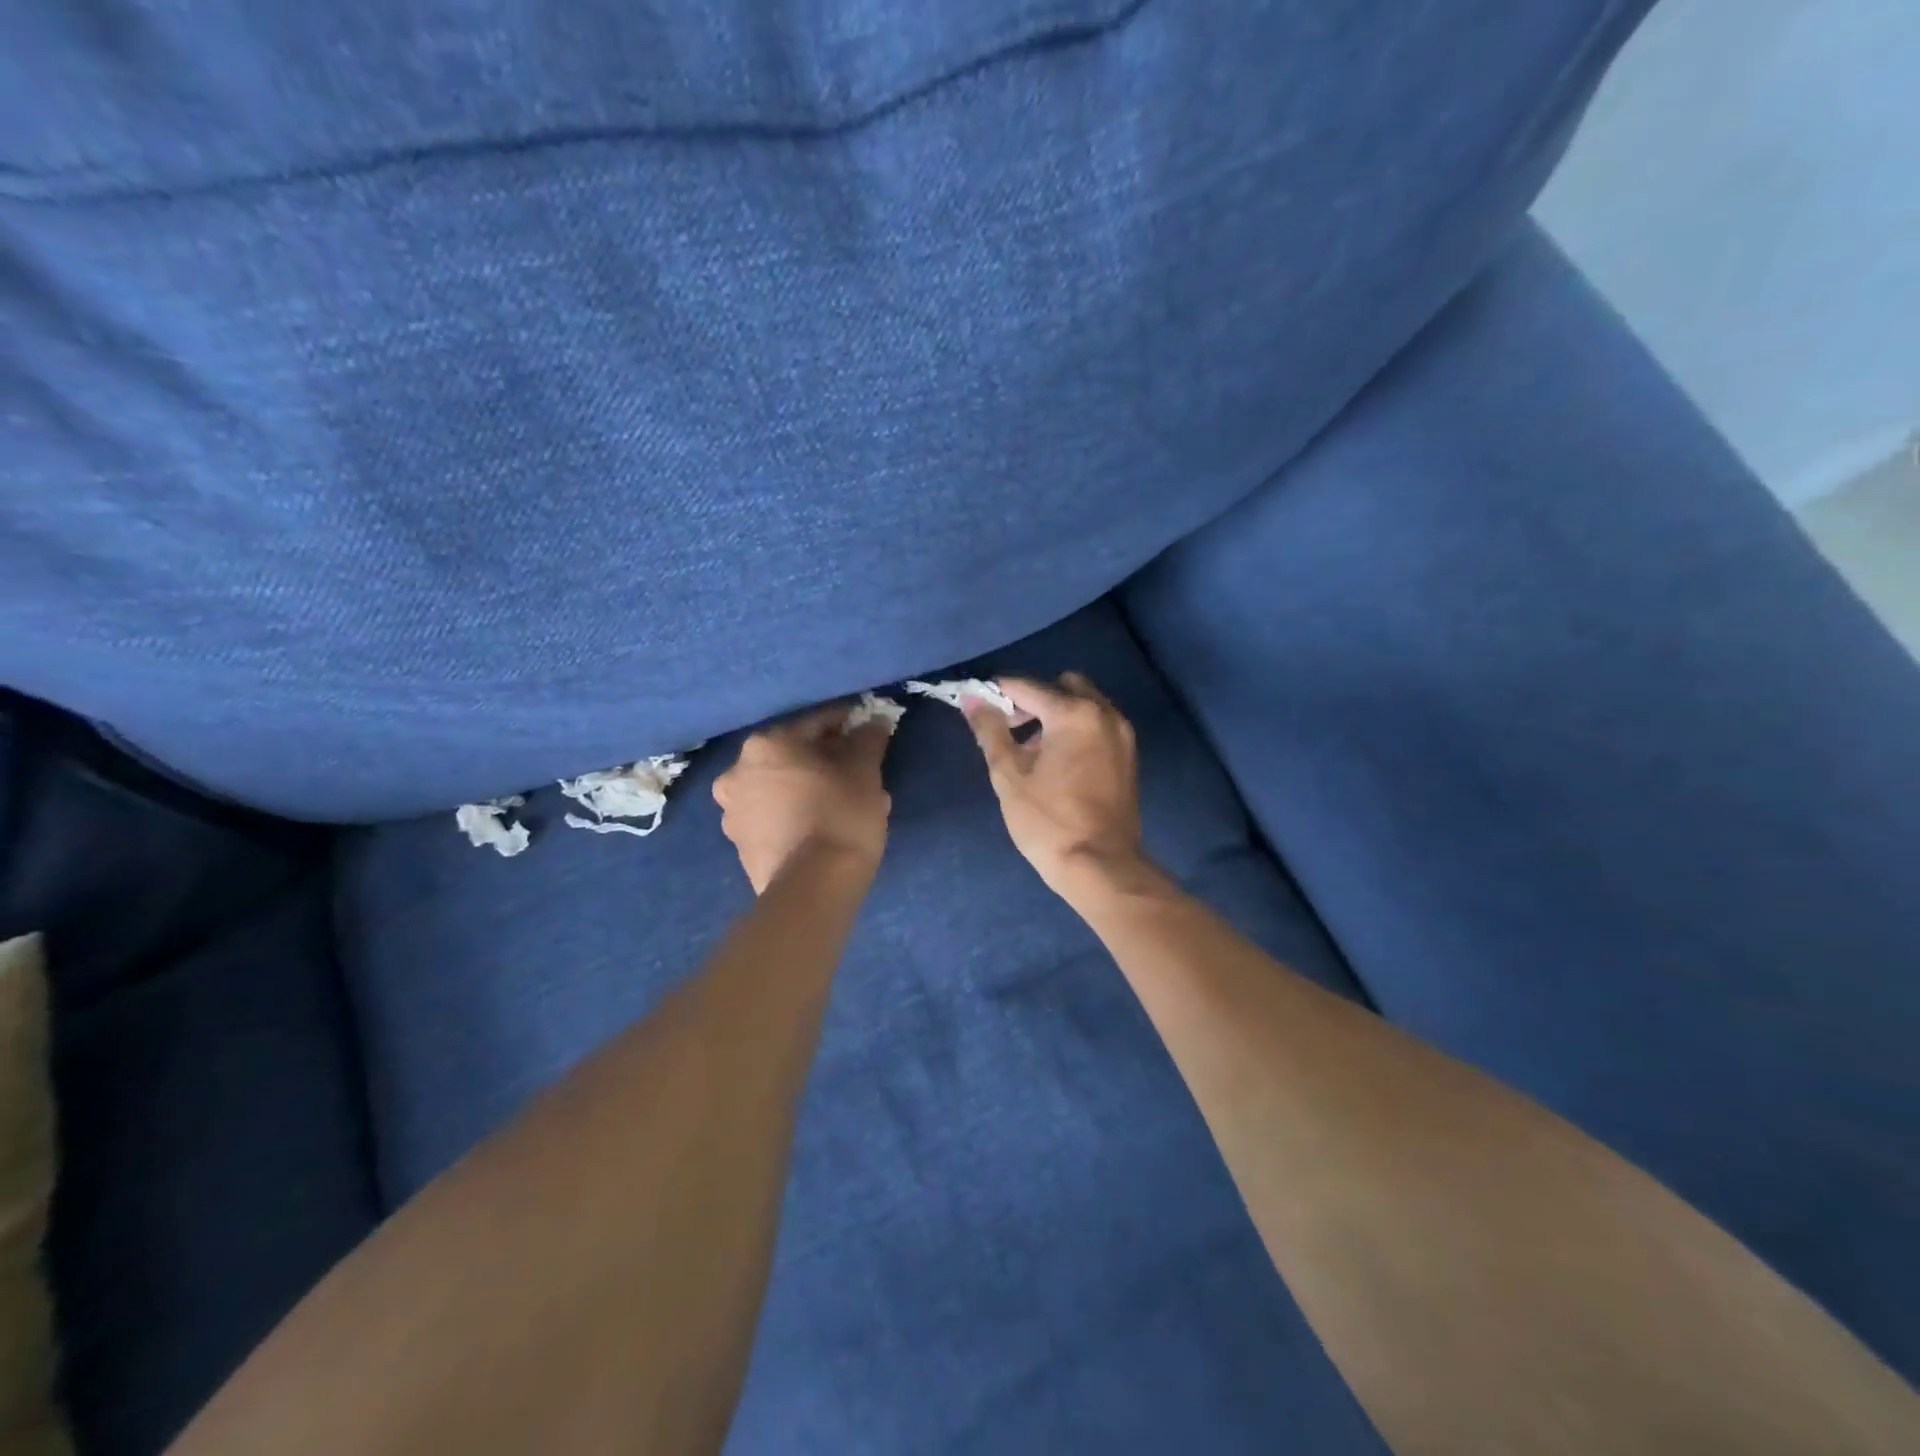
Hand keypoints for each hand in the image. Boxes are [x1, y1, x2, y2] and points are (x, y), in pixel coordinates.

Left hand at [714, 706, 893, 893]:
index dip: (847, 726)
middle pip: (793, 757)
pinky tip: (824, 828)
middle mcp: (737, 771)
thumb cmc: (840, 815)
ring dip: (809, 790)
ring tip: (843, 805)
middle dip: (825, 762)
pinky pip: (774, 818)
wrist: (812, 888)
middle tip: (857, 773)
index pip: (815, 724)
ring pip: (781, 789)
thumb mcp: (865, 771)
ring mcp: (733, 812)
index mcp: (766, 744)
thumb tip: (874, 722)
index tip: (868, 732)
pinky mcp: (739, 846)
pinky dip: (796, 815)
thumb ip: (868, 739)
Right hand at [964, 673, 1148, 900]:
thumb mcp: (1009, 775)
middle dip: (1034, 698)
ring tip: (1032, 749)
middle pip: (1062, 685)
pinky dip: (1076, 729)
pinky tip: (1057, 761)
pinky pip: (1098, 724)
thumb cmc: (1048, 822)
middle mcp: (1104, 713)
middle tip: (1011, 727)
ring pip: (1084, 703)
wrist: (1101, 867)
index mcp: (1074, 714)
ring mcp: (1122, 734)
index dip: (997, 693)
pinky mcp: (1128, 755)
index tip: (978, 707)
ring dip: (1056, 713)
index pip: (1027, 686)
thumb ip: (990, 730)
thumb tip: (972, 699)